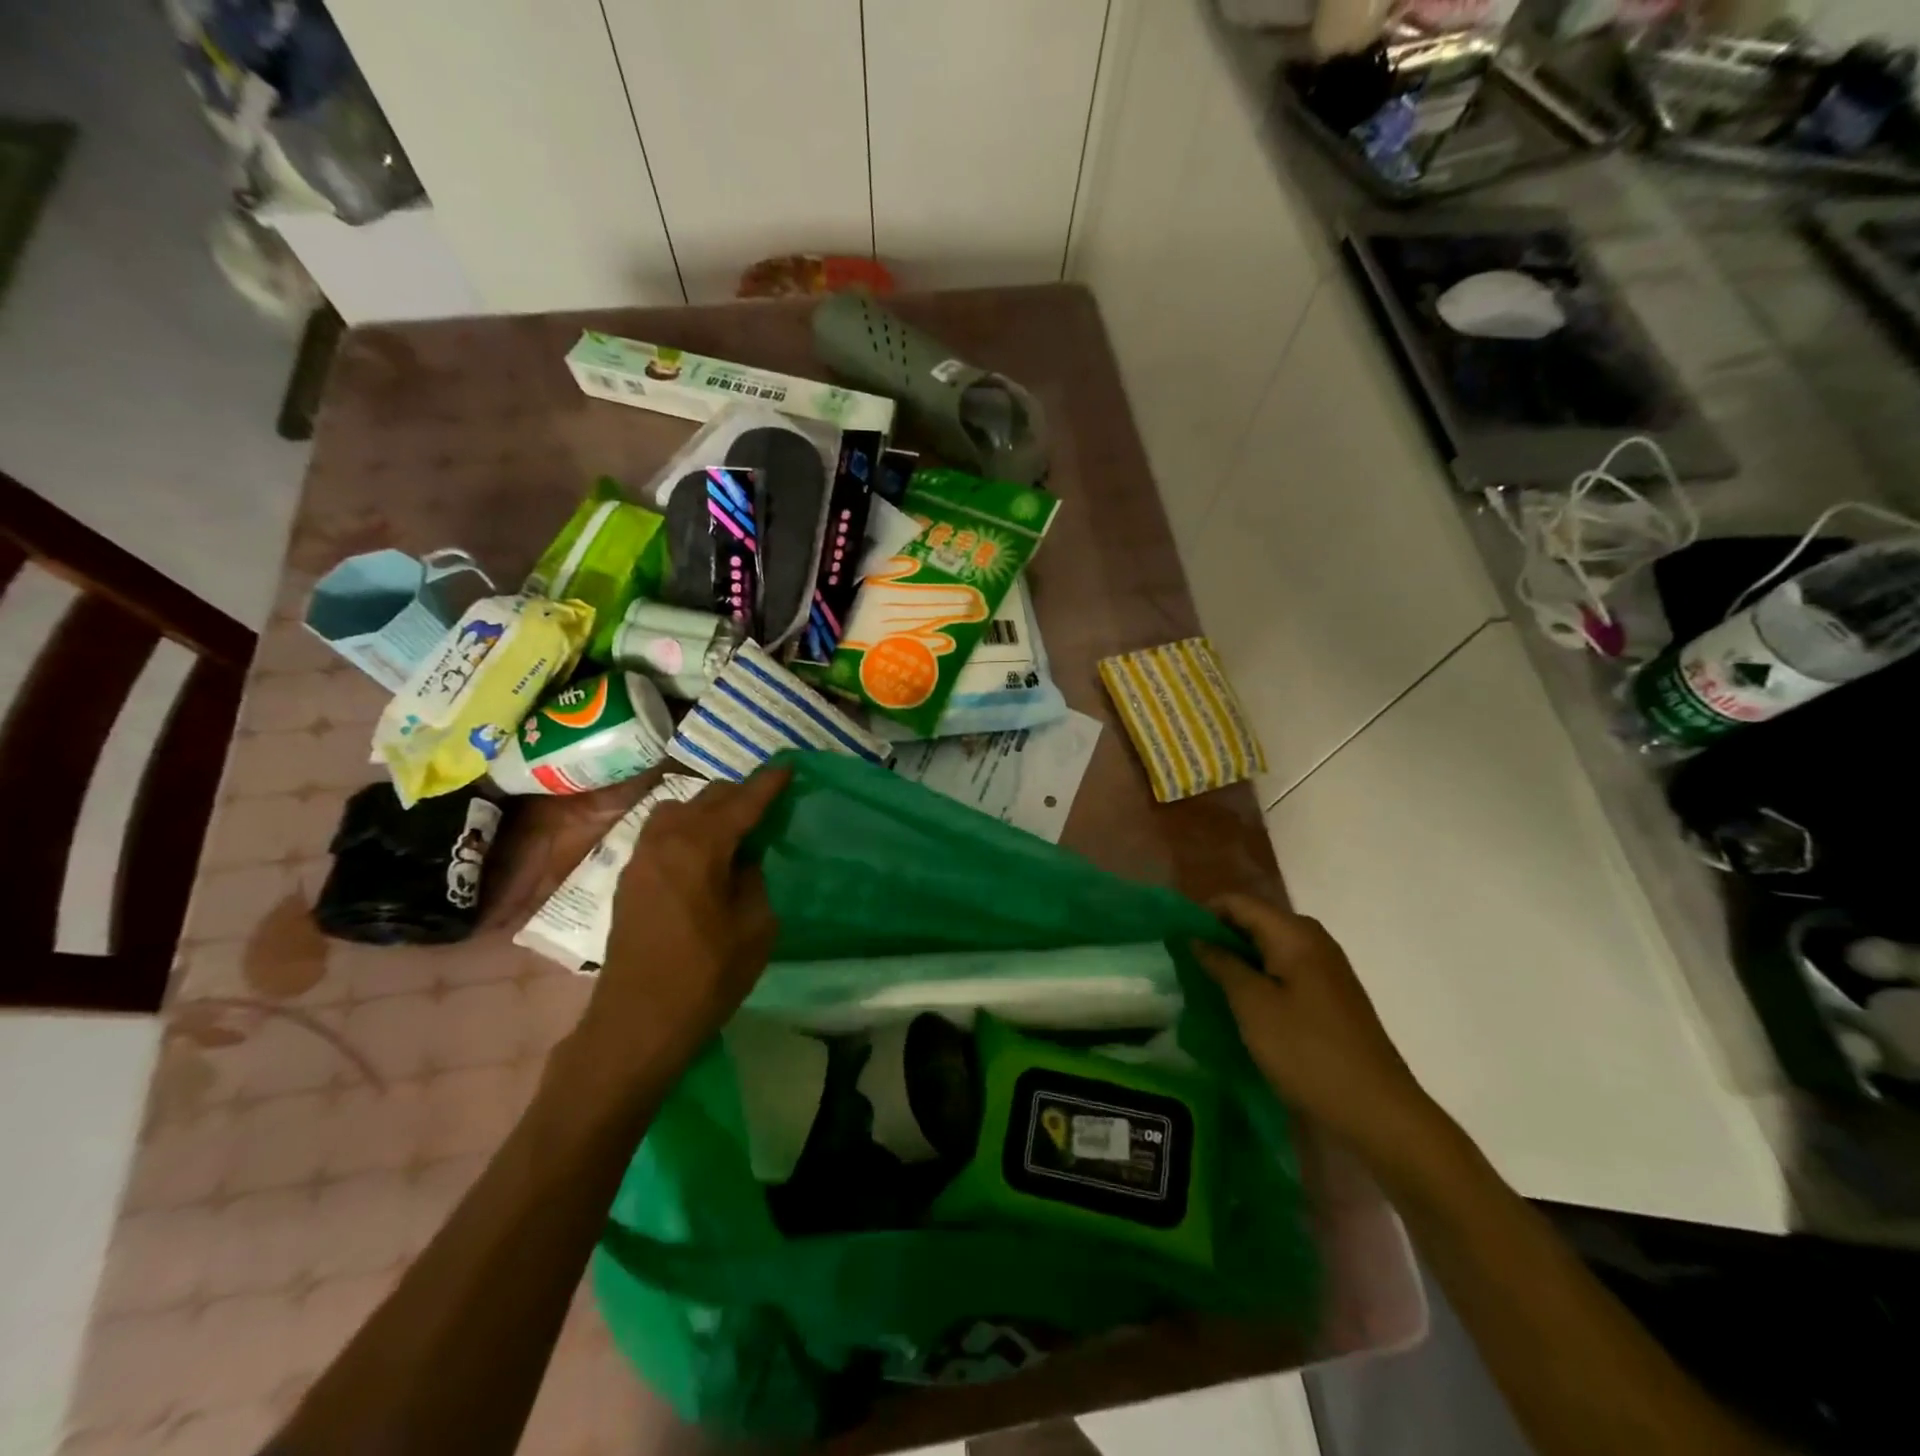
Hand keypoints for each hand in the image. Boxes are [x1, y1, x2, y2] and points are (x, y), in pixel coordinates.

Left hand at [572, 768, 789, 1087]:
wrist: (637, 1023)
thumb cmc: (705, 976)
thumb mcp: (755, 928)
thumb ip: (753, 880)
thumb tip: (743, 860)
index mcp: (699, 847)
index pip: (741, 802)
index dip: (768, 784)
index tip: (788, 767)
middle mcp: (665, 840)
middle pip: (707, 798)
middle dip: (739, 795)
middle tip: (768, 804)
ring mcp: (641, 858)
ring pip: (678, 810)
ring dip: (708, 810)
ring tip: (734, 828)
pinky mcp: (630, 879)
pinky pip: (662, 833)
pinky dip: (687, 829)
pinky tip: (704, 854)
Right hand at [1194, 894, 1444, 1169]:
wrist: (1377, 1111)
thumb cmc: (1307, 1052)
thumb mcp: (1253, 1006)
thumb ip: (1222, 965)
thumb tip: (1196, 937)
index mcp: (1295, 934)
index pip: (1238, 903)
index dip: (1203, 913)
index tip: (1175, 938)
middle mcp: (1313, 940)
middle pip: (1255, 921)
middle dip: (1219, 936)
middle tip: (1186, 962)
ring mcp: (1326, 969)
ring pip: (1269, 948)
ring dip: (1237, 960)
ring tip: (1207, 983)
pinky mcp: (1330, 996)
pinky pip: (1284, 970)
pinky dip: (1258, 978)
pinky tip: (1241, 1004)